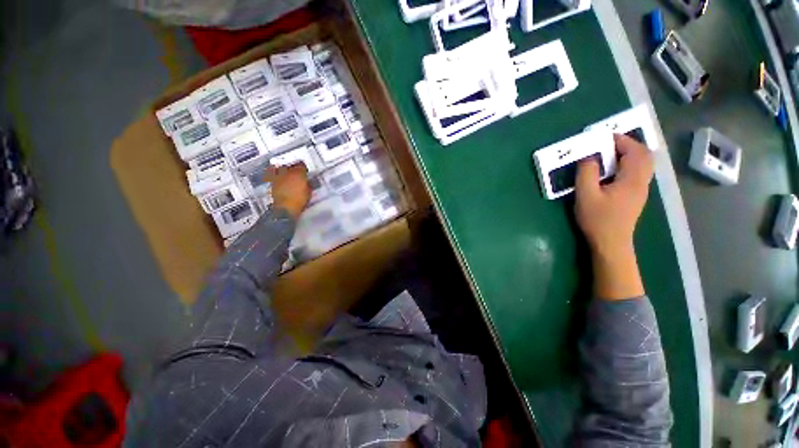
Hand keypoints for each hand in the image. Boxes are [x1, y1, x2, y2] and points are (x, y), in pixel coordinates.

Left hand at [266, 163, 310, 218]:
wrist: (285, 208)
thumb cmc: (299, 201)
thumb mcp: (308, 192)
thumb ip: (307, 184)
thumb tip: (306, 181)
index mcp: (299, 174)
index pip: (301, 165)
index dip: (303, 168)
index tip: (305, 171)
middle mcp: (287, 171)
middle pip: (290, 165)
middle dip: (294, 167)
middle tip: (296, 172)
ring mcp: (278, 175)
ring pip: (280, 167)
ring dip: (284, 168)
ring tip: (286, 172)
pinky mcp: (271, 180)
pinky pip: (272, 172)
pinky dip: (275, 172)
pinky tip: (277, 174)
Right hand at [575, 134, 653, 298]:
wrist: (611, 243)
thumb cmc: (597, 220)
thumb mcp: (586, 196)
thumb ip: (587, 173)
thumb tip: (588, 156)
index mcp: (632, 179)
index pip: (634, 151)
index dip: (620, 140)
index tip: (603, 137)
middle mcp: (642, 182)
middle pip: (644, 155)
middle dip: (628, 144)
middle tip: (608, 143)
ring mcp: (641, 190)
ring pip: (643, 164)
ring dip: (629, 154)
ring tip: (610, 154)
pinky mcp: (636, 196)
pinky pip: (638, 172)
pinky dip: (629, 164)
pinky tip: (613, 170)